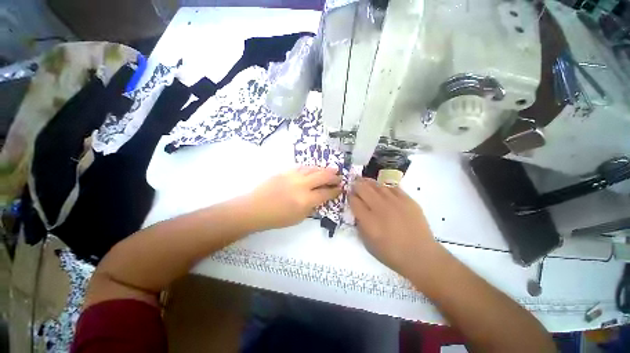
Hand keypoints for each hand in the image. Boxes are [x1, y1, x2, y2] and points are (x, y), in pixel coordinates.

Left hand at [242, 167, 341, 230]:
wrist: (255, 208)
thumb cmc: (277, 218)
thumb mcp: (298, 218)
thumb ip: (312, 207)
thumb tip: (320, 198)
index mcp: (305, 200)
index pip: (325, 193)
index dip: (335, 191)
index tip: (340, 188)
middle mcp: (301, 185)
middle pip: (322, 176)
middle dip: (333, 176)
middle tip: (339, 177)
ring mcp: (293, 176)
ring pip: (313, 169)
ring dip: (324, 169)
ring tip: (332, 169)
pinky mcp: (285, 171)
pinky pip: (302, 167)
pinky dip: (312, 168)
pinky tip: (315, 169)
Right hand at [349, 178, 439, 276]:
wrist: (420, 255)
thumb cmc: (391, 253)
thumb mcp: (368, 244)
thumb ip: (360, 225)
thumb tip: (357, 211)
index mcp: (368, 221)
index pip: (354, 201)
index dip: (350, 196)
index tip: (350, 195)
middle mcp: (380, 208)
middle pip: (363, 189)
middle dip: (356, 185)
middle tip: (355, 184)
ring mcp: (395, 202)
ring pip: (377, 185)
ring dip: (368, 183)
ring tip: (365, 181)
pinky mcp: (408, 200)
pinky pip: (392, 187)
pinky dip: (384, 187)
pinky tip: (382, 188)